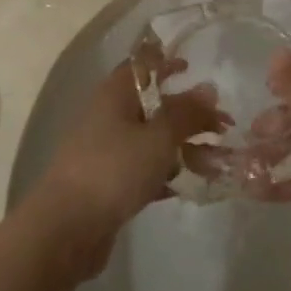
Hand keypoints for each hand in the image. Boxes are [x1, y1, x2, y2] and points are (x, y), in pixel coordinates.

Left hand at [33, 60, 223, 278]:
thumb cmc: (113, 170)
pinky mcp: (110, 182)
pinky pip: (146, 168)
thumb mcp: (157, 138)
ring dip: (185, 146)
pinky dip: (169, 172)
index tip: (192, 68)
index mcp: (115, 94)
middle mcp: (109, 116)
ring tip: (218, 161)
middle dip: (189, 114)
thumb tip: (208, 89)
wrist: (66, 228)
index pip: (142, 65)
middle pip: (153, 105)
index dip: (166, 62)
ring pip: (153, 139)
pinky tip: (194, 184)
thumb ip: (185, 114)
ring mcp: (108, 150)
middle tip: (224, 126)